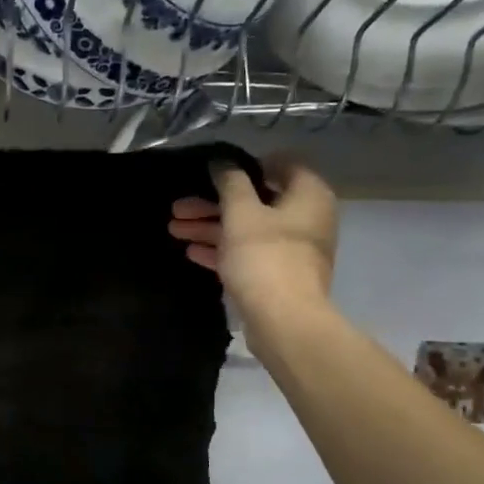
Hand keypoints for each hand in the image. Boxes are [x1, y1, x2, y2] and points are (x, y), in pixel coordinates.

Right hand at [168, 155, 338, 318]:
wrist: (284, 320)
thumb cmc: (265, 256)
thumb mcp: (241, 212)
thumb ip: (230, 182)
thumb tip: (222, 162)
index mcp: (308, 194)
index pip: (282, 164)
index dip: (247, 164)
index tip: (216, 172)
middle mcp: (307, 218)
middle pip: (256, 201)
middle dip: (214, 203)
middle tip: (178, 207)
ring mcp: (294, 249)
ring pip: (248, 229)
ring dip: (211, 227)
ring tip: (174, 229)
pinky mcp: (279, 275)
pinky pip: (249, 254)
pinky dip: (223, 250)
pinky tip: (192, 253)